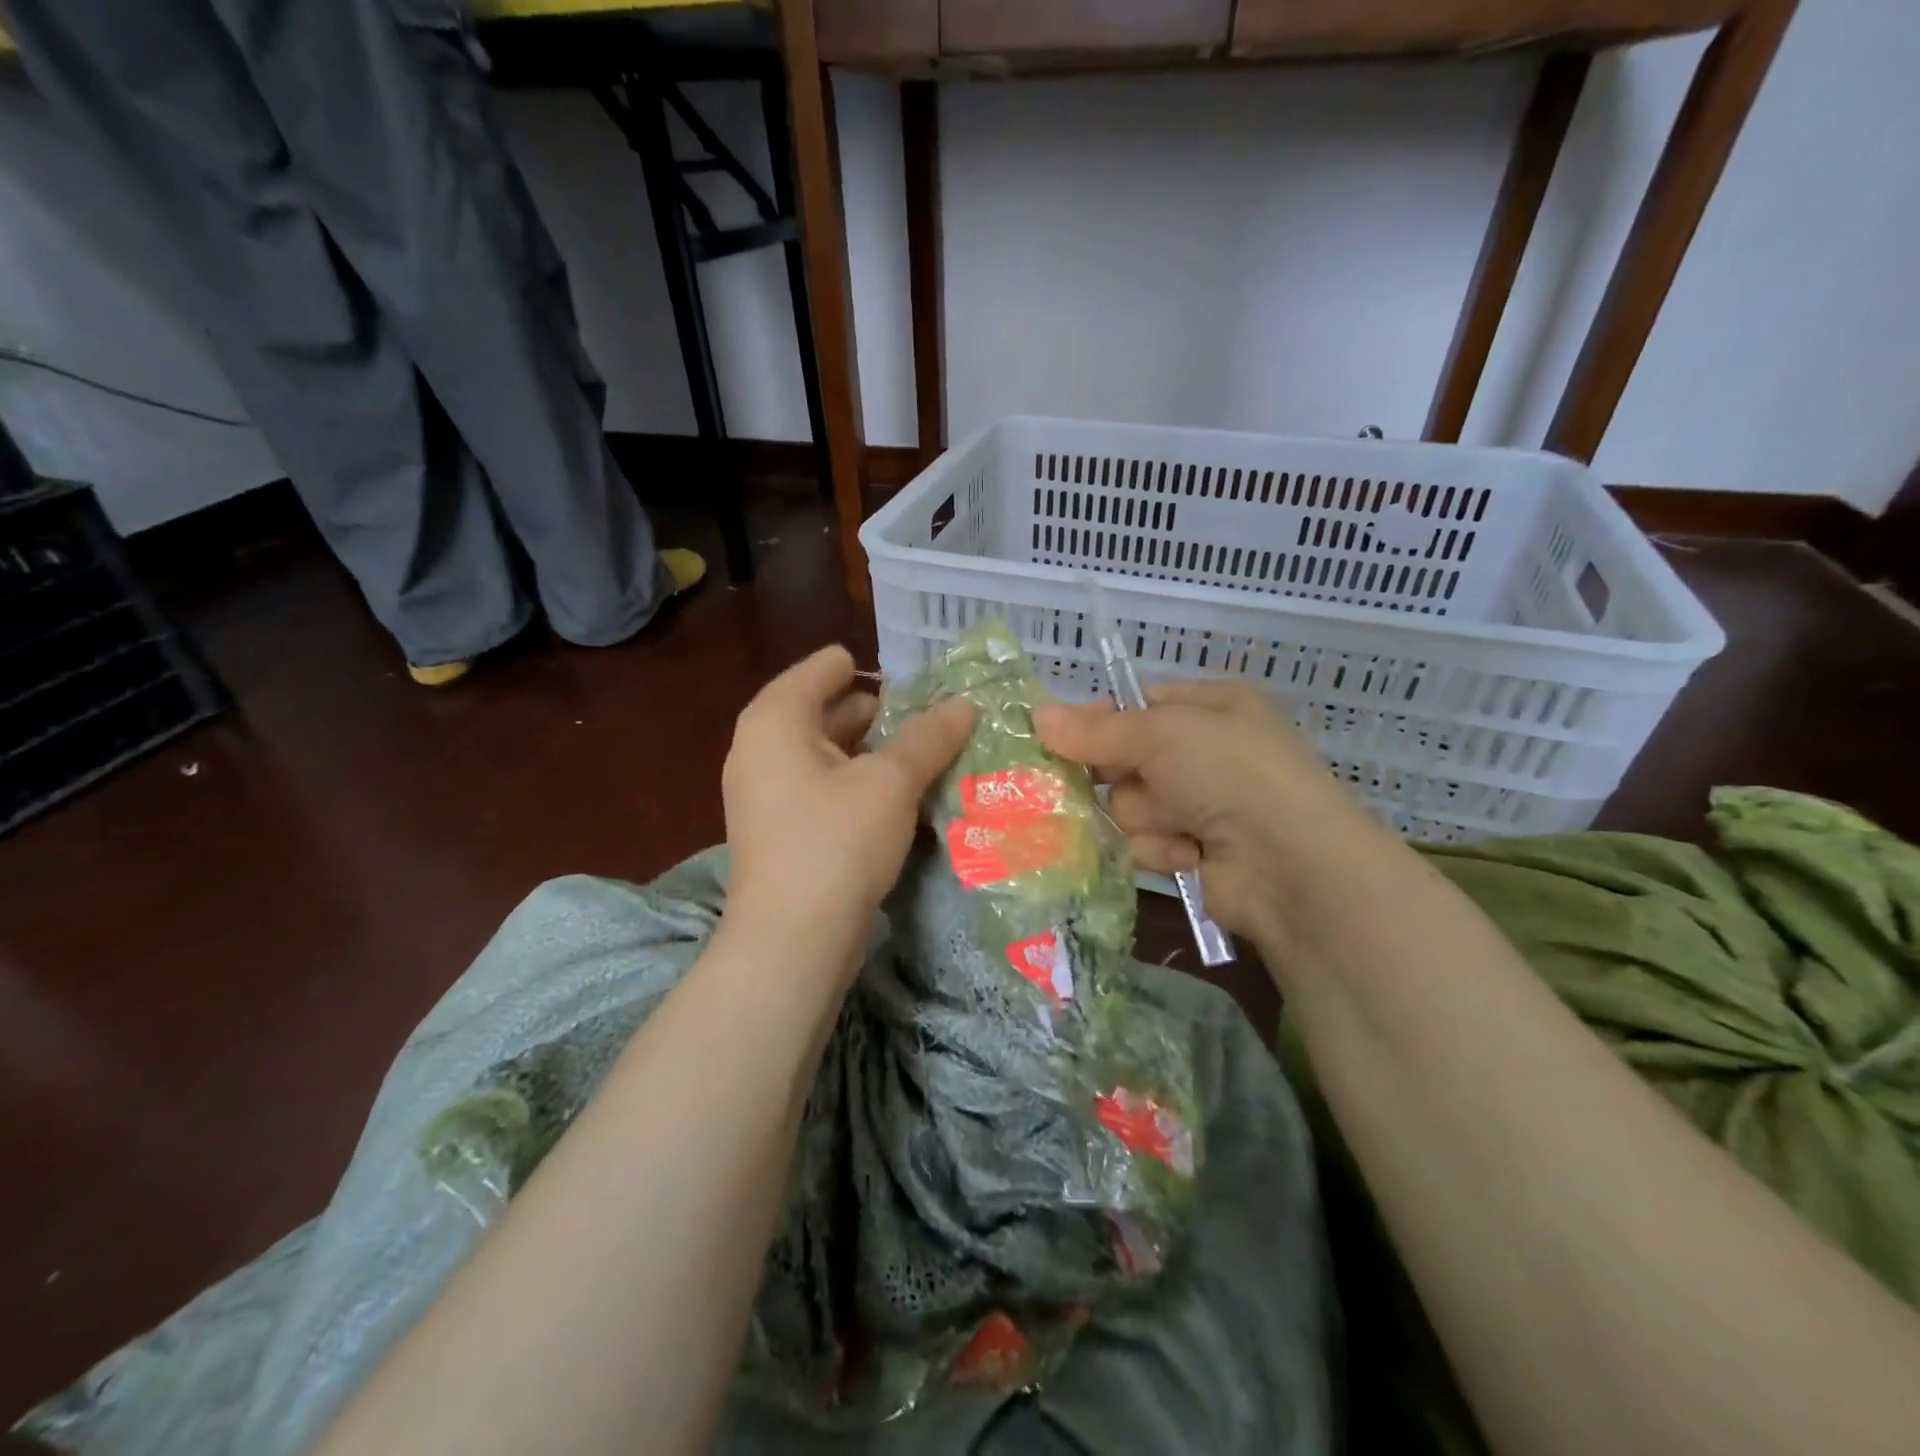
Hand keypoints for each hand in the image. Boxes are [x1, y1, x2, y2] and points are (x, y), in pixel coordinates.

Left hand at [720, 645, 972, 980]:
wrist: (792, 943)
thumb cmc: (836, 842)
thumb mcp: (891, 782)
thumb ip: (929, 737)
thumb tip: (965, 704)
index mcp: (776, 718)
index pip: (826, 667)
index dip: (877, 669)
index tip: (924, 683)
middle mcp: (762, 747)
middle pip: (829, 709)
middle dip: (884, 714)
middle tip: (939, 720)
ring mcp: (768, 791)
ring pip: (831, 753)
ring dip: (878, 754)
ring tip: (932, 756)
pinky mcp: (782, 829)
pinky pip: (827, 788)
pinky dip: (862, 786)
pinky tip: (905, 799)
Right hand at [1034, 681, 1382, 953]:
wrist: (1291, 865)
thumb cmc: (1230, 774)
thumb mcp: (1163, 734)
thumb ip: (1097, 730)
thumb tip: (1038, 715)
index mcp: (1212, 708)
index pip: (1138, 706)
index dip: (1099, 721)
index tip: (1059, 736)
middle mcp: (1208, 752)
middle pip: (1127, 759)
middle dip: (1118, 776)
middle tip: (1101, 782)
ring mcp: (1203, 804)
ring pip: (1131, 805)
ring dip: (1143, 816)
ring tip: (1175, 824)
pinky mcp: (1196, 852)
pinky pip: (1147, 842)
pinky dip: (1160, 848)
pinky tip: (1185, 854)